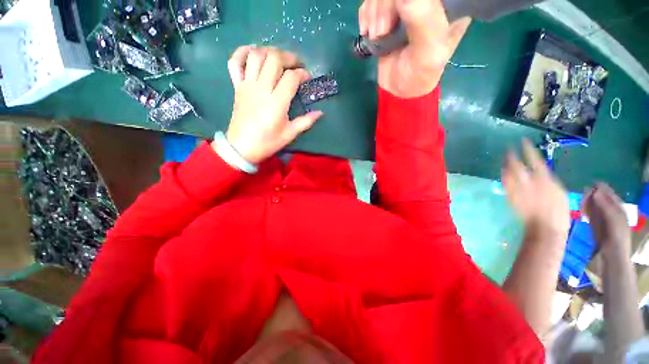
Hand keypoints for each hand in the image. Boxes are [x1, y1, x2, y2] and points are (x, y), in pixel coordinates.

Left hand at [220, 45, 322, 163]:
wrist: (242, 147)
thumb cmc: (268, 142)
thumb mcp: (290, 134)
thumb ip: (306, 122)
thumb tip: (320, 113)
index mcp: (277, 102)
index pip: (291, 77)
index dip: (302, 73)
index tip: (307, 78)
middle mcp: (262, 88)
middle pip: (274, 59)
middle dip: (289, 57)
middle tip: (296, 64)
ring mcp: (247, 85)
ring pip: (256, 56)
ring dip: (269, 51)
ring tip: (278, 58)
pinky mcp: (237, 86)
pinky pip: (235, 63)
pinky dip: (242, 52)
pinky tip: (252, 52)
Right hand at [358, 0, 470, 97]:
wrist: (400, 89)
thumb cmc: (419, 74)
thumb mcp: (428, 51)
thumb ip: (423, 21)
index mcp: (448, 2)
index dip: (402, 0)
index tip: (399, 12)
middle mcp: (427, 0)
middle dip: (384, 5)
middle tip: (382, 32)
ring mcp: (406, 3)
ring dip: (373, 12)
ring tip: (376, 37)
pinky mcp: (389, 11)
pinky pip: (372, 0)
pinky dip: (366, 14)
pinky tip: (367, 31)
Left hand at [502, 139, 569, 240]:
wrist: (544, 227)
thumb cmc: (558, 211)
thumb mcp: (559, 191)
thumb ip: (548, 179)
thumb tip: (540, 172)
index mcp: (544, 179)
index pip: (533, 159)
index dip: (527, 149)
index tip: (522, 141)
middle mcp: (528, 182)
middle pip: (516, 164)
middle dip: (511, 155)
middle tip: (508, 148)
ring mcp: (517, 189)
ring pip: (507, 173)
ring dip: (505, 164)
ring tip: (504, 158)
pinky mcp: (510, 197)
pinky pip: (504, 183)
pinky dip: (503, 175)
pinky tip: (503, 172)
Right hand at [583, 183, 631, 258]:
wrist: (612, 258)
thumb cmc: (617, 239)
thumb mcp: (614, 221)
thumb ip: (605, 206)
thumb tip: (594, 191)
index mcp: (619, 211)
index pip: (610, 196)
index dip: (603, 189)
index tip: (593, 182)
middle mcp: (611, 214)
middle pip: (602, 201)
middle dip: (594, 195)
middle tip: (584, 189)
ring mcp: (602, 221)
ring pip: (594, 208)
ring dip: (588, 202)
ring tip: (581, 196)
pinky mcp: (594, 227)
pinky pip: (589, 215)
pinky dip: (585, 210)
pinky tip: (581, 207)